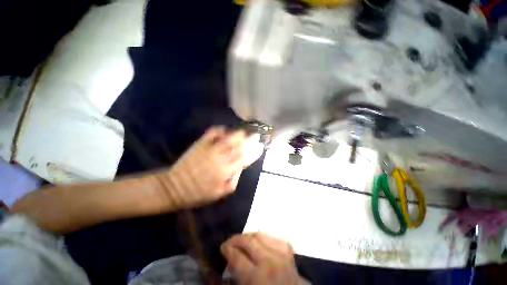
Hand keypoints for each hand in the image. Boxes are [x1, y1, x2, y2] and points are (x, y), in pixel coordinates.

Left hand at [155, 126, 262, 209]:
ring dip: (238, 134)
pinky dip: (220, 130)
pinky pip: (212, 133)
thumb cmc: (199, 193)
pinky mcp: (201, 144)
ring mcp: (210, 149)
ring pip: (229, 138)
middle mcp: (221, 158)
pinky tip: (225, 130)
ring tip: (244, 133)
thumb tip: (241, 166)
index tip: (261, 147)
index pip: (245, 158)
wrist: (174, 187)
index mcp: (226, 171)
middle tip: (256, 136)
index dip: (254, 152)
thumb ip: (234, 179)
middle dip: (250, 140)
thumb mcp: (220, 193)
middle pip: (239, 146)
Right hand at [221, 233, 308, 284]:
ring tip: (242, 240)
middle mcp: (269, 261)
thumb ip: (238, 274)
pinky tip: (258, 241)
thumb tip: (230, 259)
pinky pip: (271, 236)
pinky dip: (262, 237)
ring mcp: (280, 253)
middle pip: (249, 241)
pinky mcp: (288, 249)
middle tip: (229, 241)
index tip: (223, 246)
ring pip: (260, 234)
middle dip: (236, 239)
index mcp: (257, 277)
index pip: (238, 257)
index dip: (228, 249)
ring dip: (248, 236)